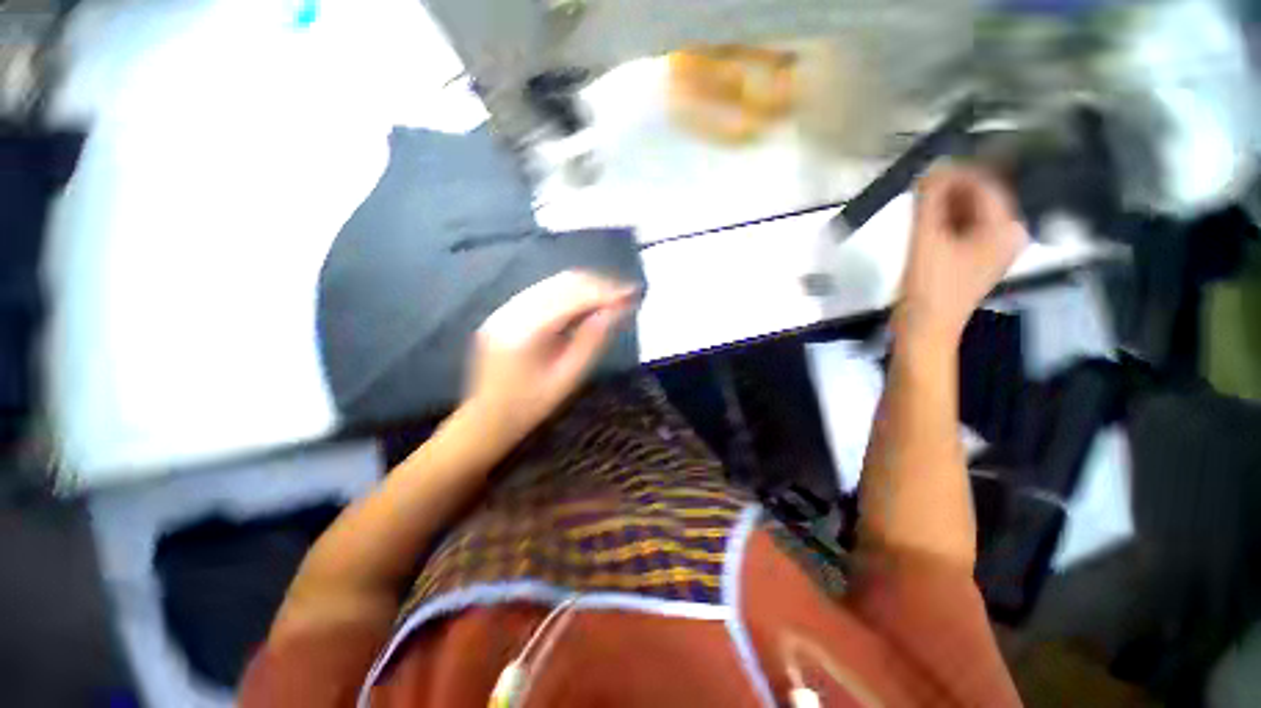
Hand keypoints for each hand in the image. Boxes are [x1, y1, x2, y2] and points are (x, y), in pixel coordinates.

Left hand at [465, 271, 637, 445]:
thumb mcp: (568, 378)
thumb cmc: (530, 407)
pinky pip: (541, 293)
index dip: (605, 292)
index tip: (633, 292)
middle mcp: (511, 311)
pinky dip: (568, 293)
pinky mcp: (503, 312)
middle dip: (598, 284)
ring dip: (585, 286)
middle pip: (561, 283)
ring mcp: (503, 309)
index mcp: (525, 331)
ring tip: (612, 295)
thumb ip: (592, 341)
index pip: (572, 298)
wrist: (486, 420)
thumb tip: (617, 311)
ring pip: (552, 284)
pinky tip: (586, 301)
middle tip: (626, 292)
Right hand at [896, 165, 1026, 345]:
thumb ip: (929, 201)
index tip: (925, 171)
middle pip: (981, 198)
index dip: (956, 173)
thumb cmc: (929, 287)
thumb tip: (930, 168)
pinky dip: (946, 222)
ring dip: (945, 206)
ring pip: (970, 213)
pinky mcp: (974, 261)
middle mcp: (1007, 235)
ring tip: (918, 205)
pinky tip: (925, 224)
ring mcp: (992, 249)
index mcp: (1005, 228)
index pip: (985, 184)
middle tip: (918, 189)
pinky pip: (964, 230)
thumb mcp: (926, 240)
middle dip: (950, 190)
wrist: (925, 330)